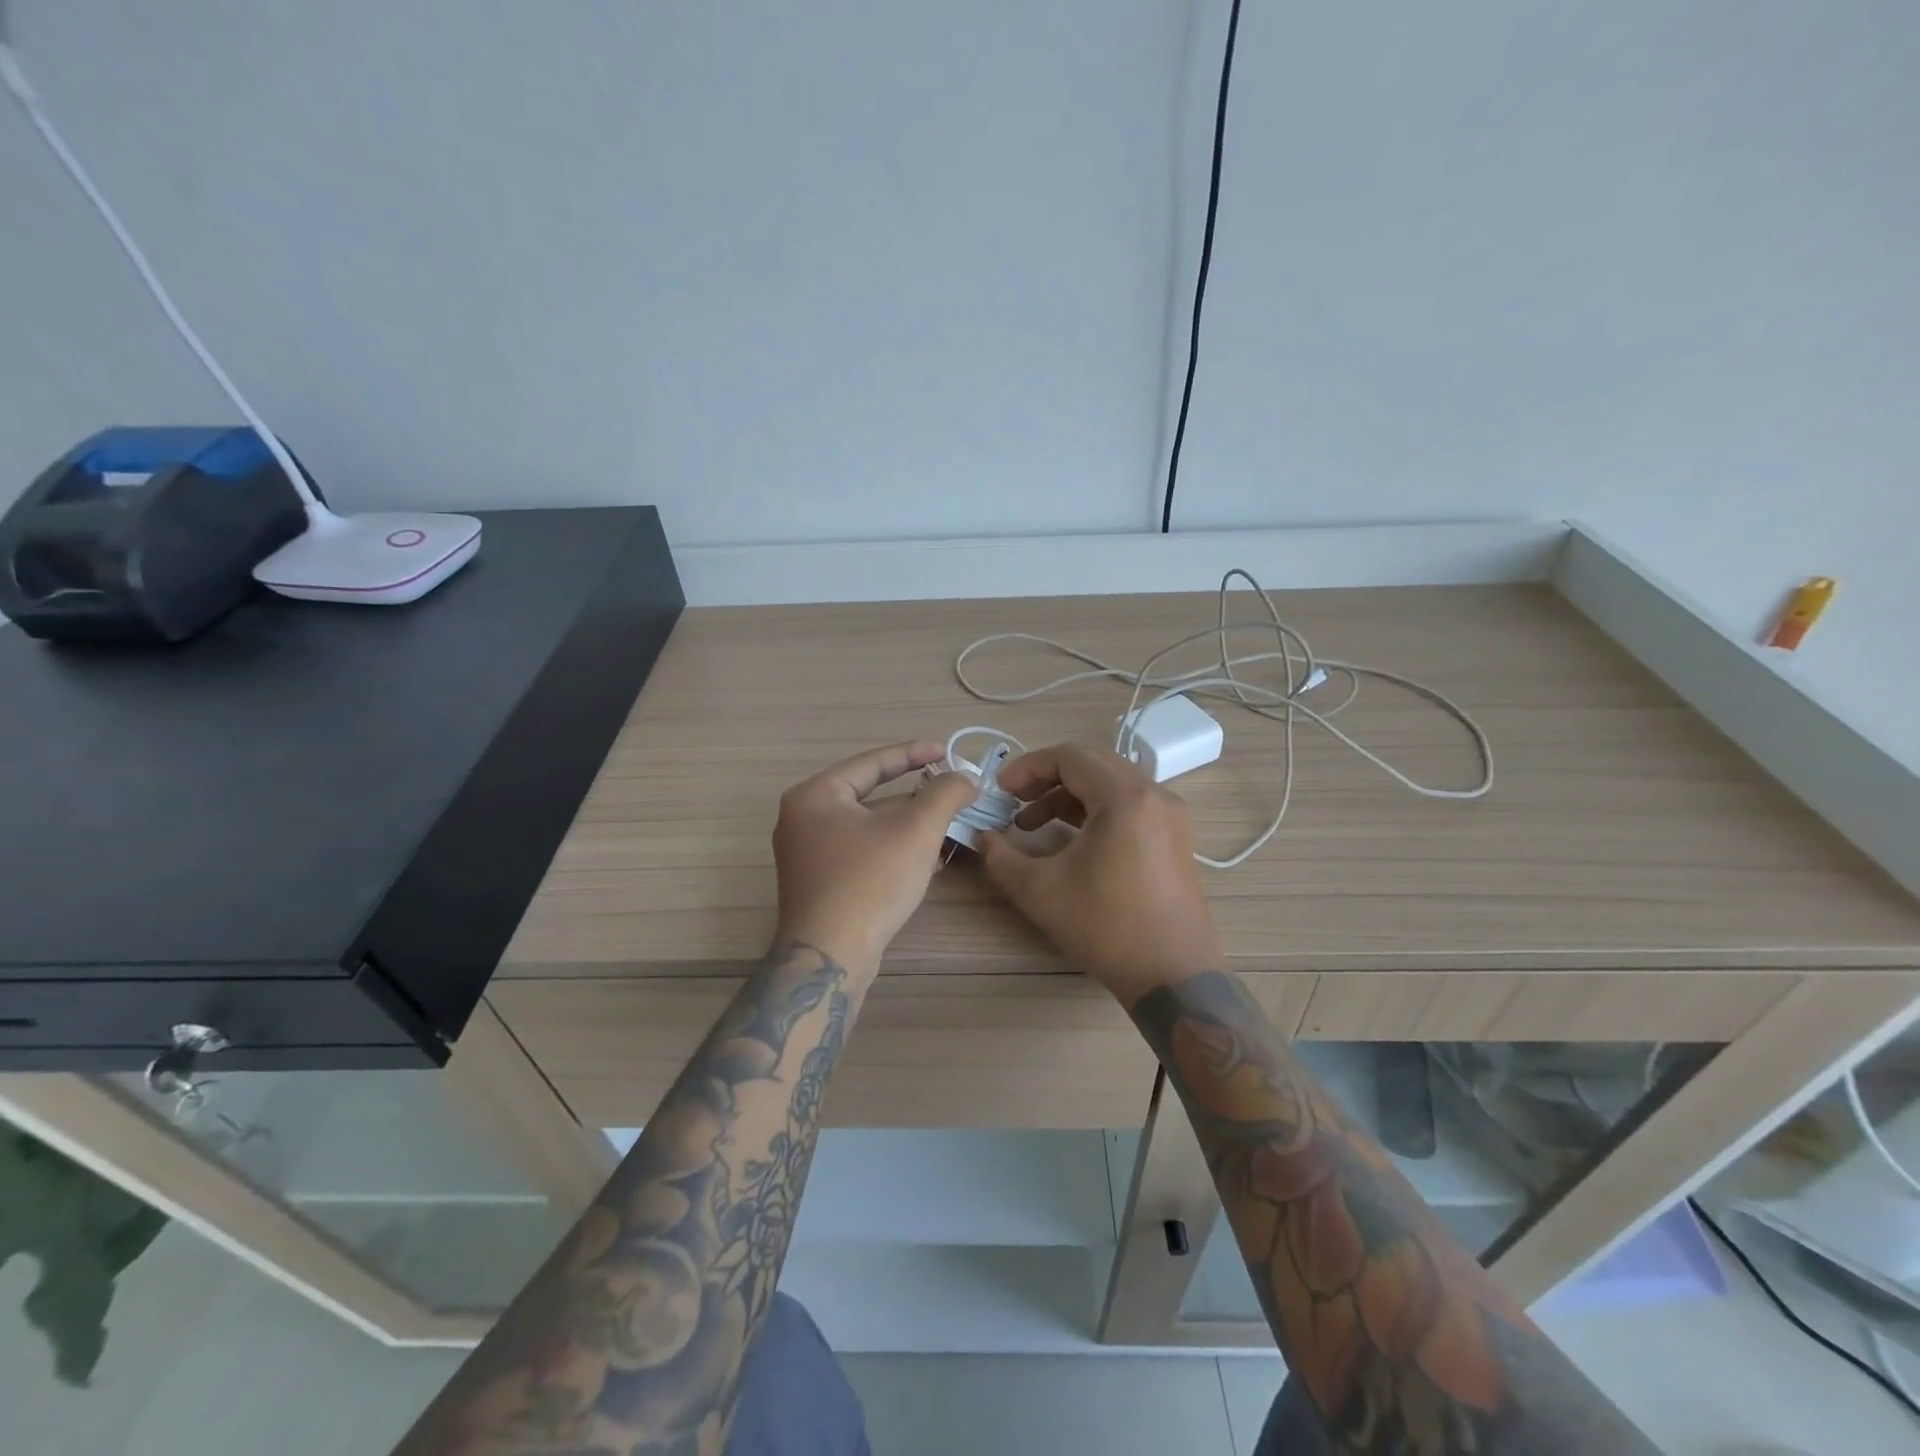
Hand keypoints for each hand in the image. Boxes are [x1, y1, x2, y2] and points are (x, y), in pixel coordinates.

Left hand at [772, 742, 979, 973]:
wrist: (830, 958)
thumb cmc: (870, 882)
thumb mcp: (916, 830)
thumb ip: (945, 794)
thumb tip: (966, 777)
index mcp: (815, 795)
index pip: (872, 763)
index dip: (914, 754)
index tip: (946, 752)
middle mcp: (803, 818)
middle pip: (870, 795)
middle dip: (916, 797)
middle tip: (952, 794)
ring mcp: (807, 853)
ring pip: (869, 826)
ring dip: (908, 825)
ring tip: (948, 829)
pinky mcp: (818, 882)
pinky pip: (862, 851)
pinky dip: (893, 848)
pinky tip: (925, 859)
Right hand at [976, 742, 1221, 1004]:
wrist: (1173, 976)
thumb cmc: (1106, 927)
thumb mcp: (1040, 891)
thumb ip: (1000, 857)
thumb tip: (980, 837)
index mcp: (1125, 797)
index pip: (1069, 756)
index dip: (1027, 767)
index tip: (999, 790)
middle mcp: (1154, 795)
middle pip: (1091, 763)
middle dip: (1046, 778)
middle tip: (1013, 801)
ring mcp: (1170, 815)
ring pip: (1110, 783)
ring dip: (1068, 795)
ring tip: (1031, 823)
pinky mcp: (1175, 837)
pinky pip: (1128, 804)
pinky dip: (1094, 810)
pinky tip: (1069, 838)